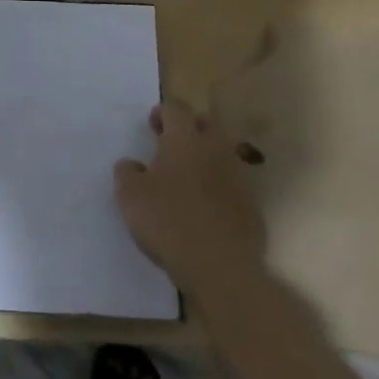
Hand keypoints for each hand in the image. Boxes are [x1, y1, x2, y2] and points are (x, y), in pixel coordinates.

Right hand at [115, 101, 266, 296]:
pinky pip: (232, 186)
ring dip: (205, 159)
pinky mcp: (251, 208)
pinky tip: (205, 209)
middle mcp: (215, 150)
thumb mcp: (130, 195)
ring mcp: (238, 178)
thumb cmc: (168, 221)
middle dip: (188, 128)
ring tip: (187, 178)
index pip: (176, 109)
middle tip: (170, 145)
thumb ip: (127, 172)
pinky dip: (218, 188)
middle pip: (205, 125)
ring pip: (221, 155)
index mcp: (185, 139)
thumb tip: (133, 165)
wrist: (221, 268)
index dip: (162, 112)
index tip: (152, 124)